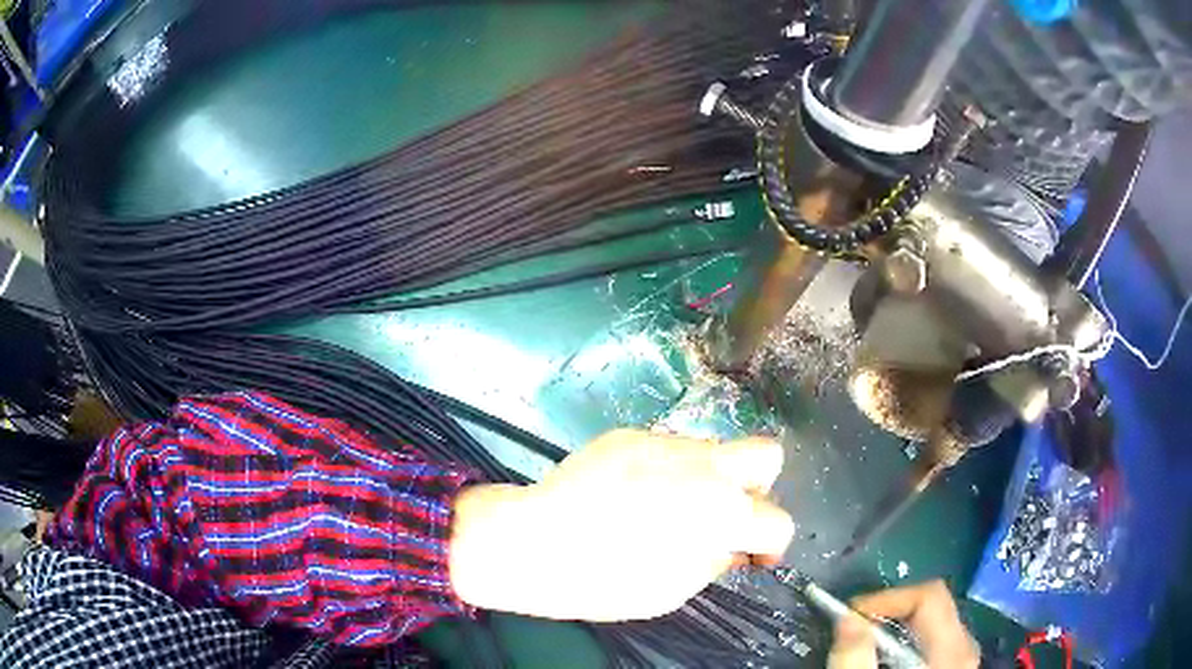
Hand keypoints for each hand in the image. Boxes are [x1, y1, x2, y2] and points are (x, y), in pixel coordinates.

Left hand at [449, 430, 793, 620]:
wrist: (535, 544)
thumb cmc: (605, 581)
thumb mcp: (674, 589)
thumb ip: (715, 560)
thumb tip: (730, 545)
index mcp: (722, 512)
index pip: (778, 521)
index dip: (771, 545)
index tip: (753, 557)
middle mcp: (705, 467)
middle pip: (766, 455)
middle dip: (758, 488)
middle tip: (727, 516)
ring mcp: (666, 443)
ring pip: (713, 450)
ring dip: (707, 478)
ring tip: (666, 506)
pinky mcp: (631, 434)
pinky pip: (667, 449)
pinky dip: (666, 470)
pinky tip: (631, 493)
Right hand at [827, 580, 979, 668]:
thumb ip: (855, 659)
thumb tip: (847, 619)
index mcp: (952, 652)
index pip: (929, 597)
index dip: (887, 599)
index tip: (849, 616)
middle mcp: (964, 651)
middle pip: (934, 607)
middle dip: (889, 615)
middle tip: (853, 630)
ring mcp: (961, 662)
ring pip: (934, 625)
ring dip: (896, 631)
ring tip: (865, 648)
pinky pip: (934, 644)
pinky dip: (906, 646)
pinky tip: (886, 665)